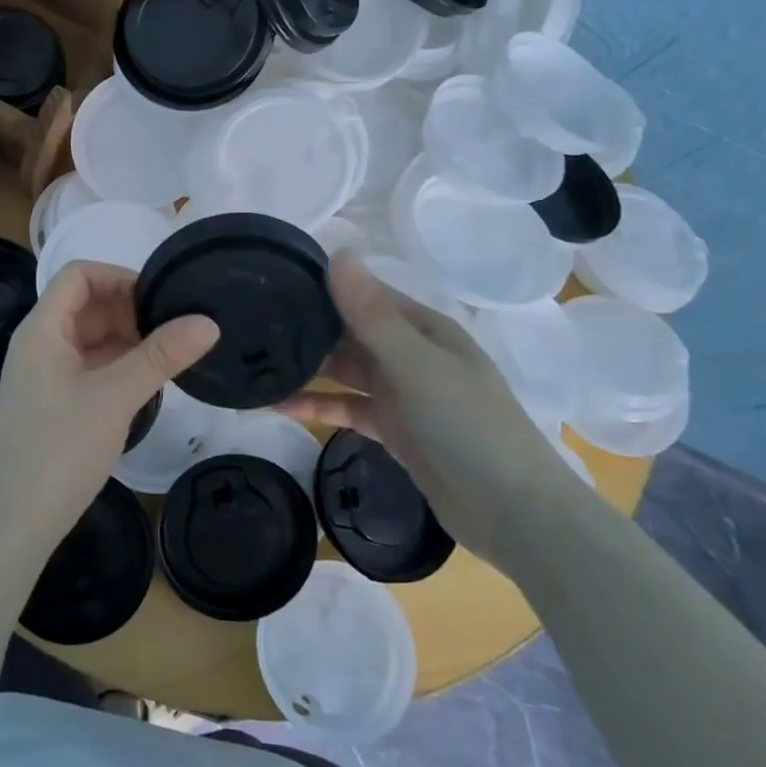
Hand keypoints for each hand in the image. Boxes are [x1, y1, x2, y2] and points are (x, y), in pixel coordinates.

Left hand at [0, 261, 218, 565]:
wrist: (16, 524)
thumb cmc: (60, 450)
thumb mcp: (115, 397)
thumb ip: (161, 356)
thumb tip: (209, 321)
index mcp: (41, 329)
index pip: (78, 275)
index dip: (120, 277)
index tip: (160, 299)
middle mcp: (38, 343)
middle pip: (85, 304)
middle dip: (129, 309)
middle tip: (175, 329)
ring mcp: (44, 374)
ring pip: (90, 337)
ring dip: (127, 338)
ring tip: (170, 354)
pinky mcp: (53, 401)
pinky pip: (88, 365)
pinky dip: (117, 364)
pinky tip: (148, 381)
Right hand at [279, 251, 586, 571]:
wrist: (512, 513)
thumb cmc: (466, 425)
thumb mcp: (415, 364)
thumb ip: (371, 313)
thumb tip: (337, 254)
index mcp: (424, 328)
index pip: (366, 295)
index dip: (325, 287)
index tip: (274, 282)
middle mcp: (412, 353)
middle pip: (352, 332)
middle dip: (310, 329)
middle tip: (252, 326)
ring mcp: (403, 393)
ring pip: (346, 371)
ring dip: (308, 369)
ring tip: (257, 364)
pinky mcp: (394, 429)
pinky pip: (348, 407)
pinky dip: (318, 406)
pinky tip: (279, 406)